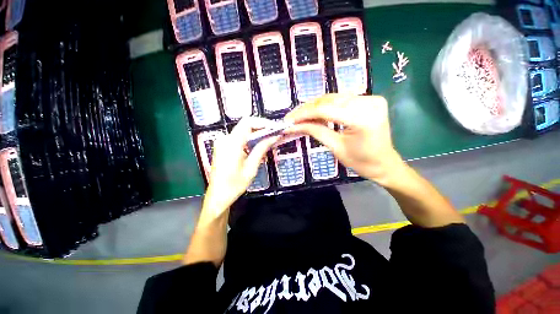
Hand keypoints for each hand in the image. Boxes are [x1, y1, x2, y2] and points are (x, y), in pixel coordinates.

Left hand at [202, 117, 279, 219]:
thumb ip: (261, 149)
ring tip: (270, 140)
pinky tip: (258, 146)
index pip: (247, 122)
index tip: (275, 128)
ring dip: (257, 134)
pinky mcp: (223, 147)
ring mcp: (223, 142)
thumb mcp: (251, 167)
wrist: (218, 196)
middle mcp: (225, 139)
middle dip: (262, 128)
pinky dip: (250, 139)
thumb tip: (274, 136)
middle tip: (275, 134)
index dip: (262, 122)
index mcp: (231, 143)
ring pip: (243, 131)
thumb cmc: (235, 184)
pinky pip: (239, 138)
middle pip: (245, 126)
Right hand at [284, 94, 404, 185]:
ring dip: (315, 106)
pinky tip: (315, 112)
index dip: (304, 114)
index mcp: (363, 119)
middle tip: (292, 117)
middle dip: (307, 109)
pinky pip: (341, 100)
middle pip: (329, 100)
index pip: (325, 110)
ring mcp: (371, 98)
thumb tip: (294, 125)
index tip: (288, 120)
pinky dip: (326, 106)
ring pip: (333, 98)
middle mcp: (369, 102)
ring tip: (300, 115)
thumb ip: (315, 131)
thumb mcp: (335, 147)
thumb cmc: (361, 162)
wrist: (383, 163)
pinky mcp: (369, 99)